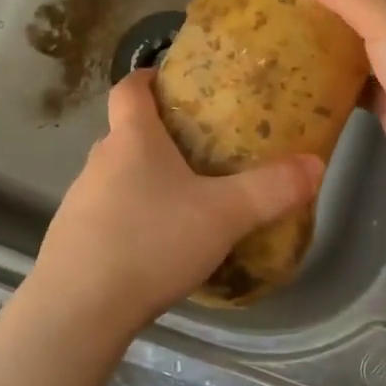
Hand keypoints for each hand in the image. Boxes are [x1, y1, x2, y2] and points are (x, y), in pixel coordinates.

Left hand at [27, 72, 323, 328]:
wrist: (78, 308)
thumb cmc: (151, 242)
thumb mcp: (224, 215)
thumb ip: (271, 189)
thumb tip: (315, 163)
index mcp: (132, 140)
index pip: (129, 88)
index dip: (147, 78)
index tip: (170, 80)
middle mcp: (99, 161)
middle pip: (125, 134)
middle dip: (158, 137)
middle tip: (199, 152)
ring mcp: (79, 201)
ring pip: (116, 177)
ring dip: (144, 182)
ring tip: (182, 203)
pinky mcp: (71, 239)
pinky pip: (106, 215)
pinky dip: (129, 219)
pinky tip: (153, 248)